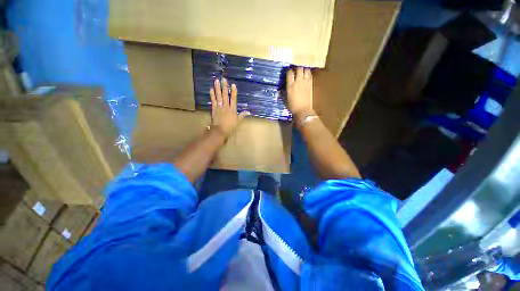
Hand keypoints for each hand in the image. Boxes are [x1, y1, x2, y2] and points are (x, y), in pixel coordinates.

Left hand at [210, 78, 249, 137]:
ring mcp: (219, 107)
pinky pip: (213, 101)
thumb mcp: (238, 122)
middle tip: (223, 79)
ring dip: (217, 88)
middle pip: (225, 95)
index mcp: (232, 110)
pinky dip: (212, 95)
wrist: (220, 131)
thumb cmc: (230, 127)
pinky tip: (211, 89)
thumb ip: (242, 116)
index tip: (233, 85)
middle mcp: (226, 107)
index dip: (233, 92)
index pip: (233, 99)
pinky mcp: (214, 109)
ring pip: (218, 96)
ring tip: (216, 81)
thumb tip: (248, 112)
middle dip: (224, 87)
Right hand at [286, 67, 313, 117]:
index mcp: (290, 86)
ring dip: (304, 69)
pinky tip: (307, 76)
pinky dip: (308, 74)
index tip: (288, 71)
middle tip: (296, 70)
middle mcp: (298, 82)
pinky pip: (310, 75)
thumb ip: (282, 94)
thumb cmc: (293, 107)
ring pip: (306, 70)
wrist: (303, 111)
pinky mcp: (311, 85)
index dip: (289, 70)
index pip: (289, 73)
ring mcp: (305, 82)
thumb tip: (279, 91)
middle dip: (297, 68)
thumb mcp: (285, 100)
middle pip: (299, 68)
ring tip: (302, 71)